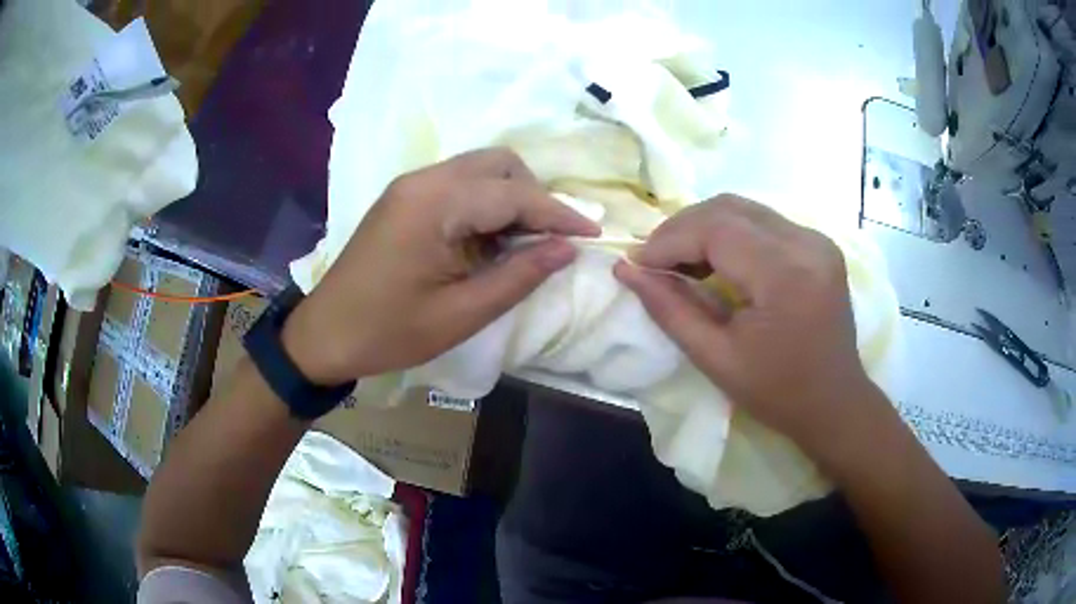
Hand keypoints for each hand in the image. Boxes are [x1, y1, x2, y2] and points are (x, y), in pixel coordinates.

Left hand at [282, 148, 599, 384]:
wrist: (324, 334)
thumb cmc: (388, 331)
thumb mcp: (461, 314)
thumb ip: (519, 276)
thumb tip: (567, 248)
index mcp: (435, 204)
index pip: (514, 194)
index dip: (559, 213)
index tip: (593, 233)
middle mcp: (424, 179)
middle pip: (499, 164)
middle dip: (534, 197)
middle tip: (549, 241)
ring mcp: (411, 185)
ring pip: (480, 169)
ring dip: (511, 198)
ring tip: (522, 244)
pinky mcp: (405, 197)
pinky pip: (459, 184)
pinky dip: (486, 204)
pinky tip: (489, 240)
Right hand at [614, 194, 876, 450]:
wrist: (835, 402)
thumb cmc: (777, 393)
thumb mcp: (716, 358)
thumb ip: (670, 309)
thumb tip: (626, 270)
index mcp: (786, 274)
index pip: (715, 229)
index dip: (669, 240)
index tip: (637, 264)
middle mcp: (806, 243)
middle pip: (728, 208)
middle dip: (682, 229)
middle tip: (654, 261)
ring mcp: (816, 239)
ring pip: (744, 209)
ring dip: (703, 227)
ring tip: (680, 261)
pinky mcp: (818, 243)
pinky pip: (762, 221)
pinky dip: (730, 233)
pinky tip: (715, 260)